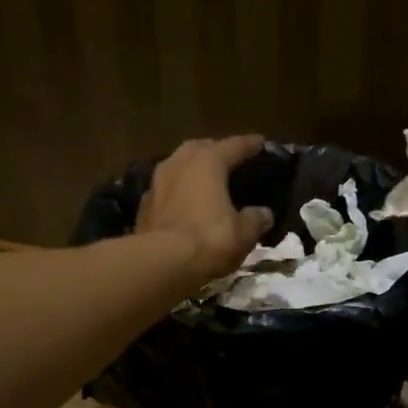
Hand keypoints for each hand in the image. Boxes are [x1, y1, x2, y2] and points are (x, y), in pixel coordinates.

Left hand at [136, 134, 274, 278]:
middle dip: (214, 150)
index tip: (261, 143)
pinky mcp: (143, 206)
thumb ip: (256, 219)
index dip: (250, 145)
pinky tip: (184, 204)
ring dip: (191, 170)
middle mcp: (179, 164)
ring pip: (177, 166)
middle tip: (229, 160)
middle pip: (199, 148)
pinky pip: (165, 190)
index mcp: (208, 162)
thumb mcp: (244, 233)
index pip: (234, 146)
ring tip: (205, 181)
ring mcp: (157, 183)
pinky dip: (177, 192)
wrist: (160, 264)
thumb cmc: (209, 240)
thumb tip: (264, 214)